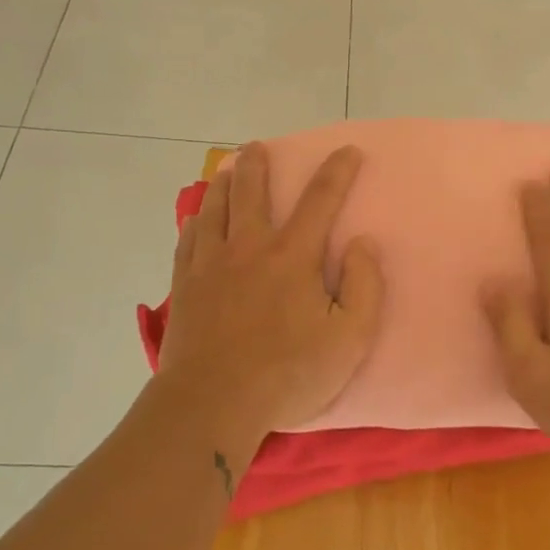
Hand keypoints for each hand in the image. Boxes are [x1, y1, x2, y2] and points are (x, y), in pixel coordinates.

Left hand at [154, 142, 383, 449]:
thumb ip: (365, 286)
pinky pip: (188, 240)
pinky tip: (195, 218)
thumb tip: (363, 243)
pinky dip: (195, 221)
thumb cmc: (288, 373)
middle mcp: (249, 247)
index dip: (338, 171)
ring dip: (222, 183)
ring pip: (213, 208)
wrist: (212, 403)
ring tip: (226, 169)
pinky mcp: (184, 286)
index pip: (321, 199)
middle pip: (251, 190)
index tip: (349, 150)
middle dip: (258, 163)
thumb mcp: (349, 338)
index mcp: (293, 255)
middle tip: (258, 146)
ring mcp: (211, 264)